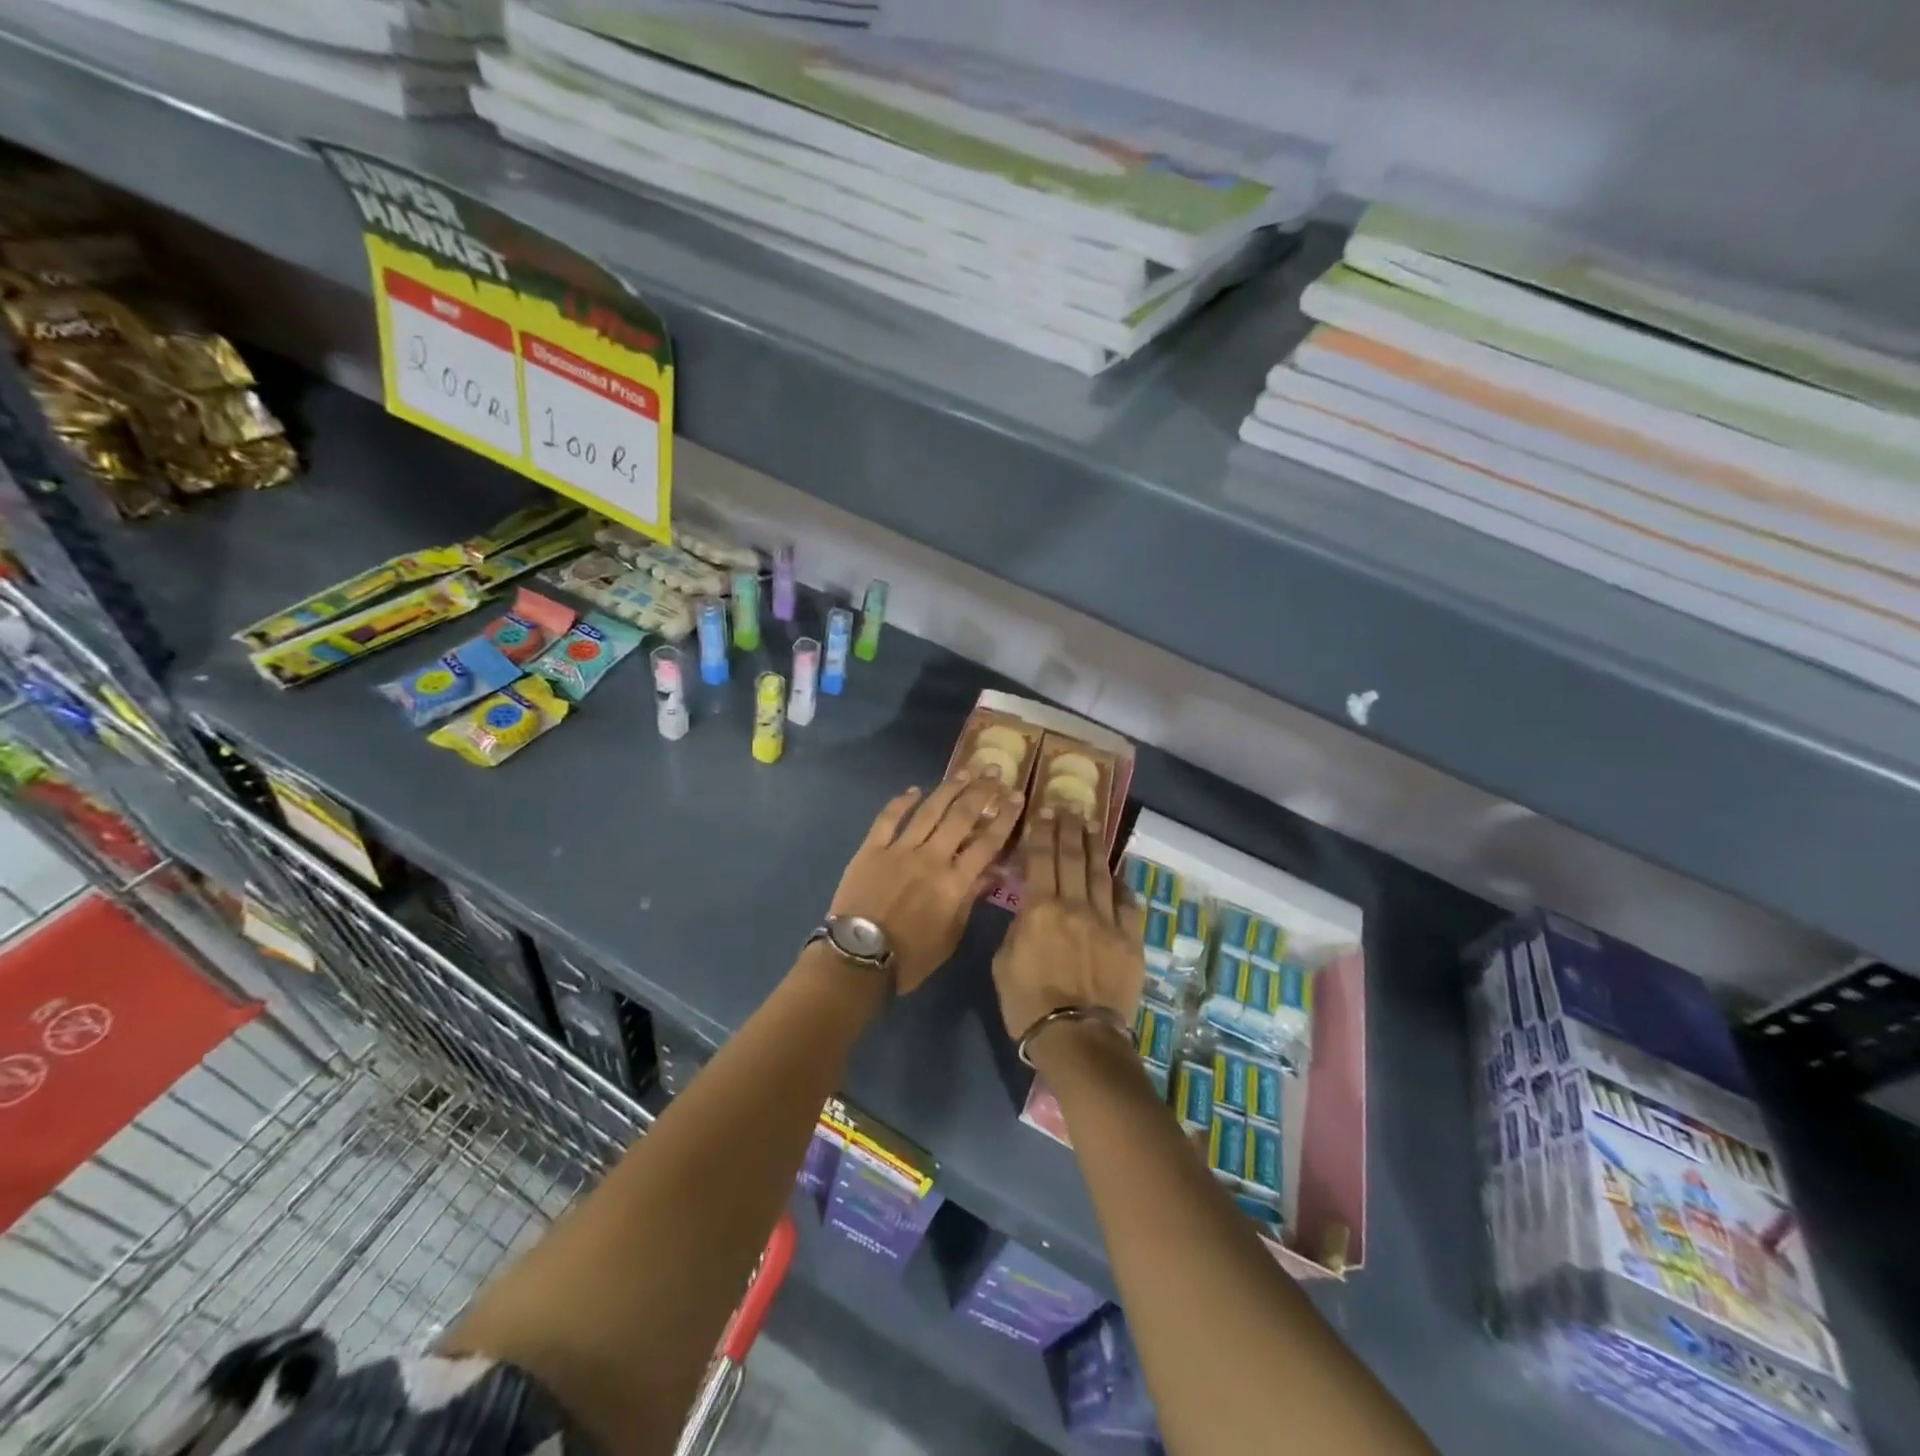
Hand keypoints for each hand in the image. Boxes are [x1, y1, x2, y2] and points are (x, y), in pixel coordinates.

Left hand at [830, 774, 1023, 992]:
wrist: (859, 959)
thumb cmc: (911, 957)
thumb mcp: (951, 936)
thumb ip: (970, 901)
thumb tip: (991, 873)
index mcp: (954, 882)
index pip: (988, 843)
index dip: (1005, 817)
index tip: (1018, 796)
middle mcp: (931, 858)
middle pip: (961, 817)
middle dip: (981, 791)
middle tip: (994, 770)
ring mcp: (900, 850)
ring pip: (929, 810)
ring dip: (949, 788)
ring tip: (965, 771)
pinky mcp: (872, 849)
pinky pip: (889, 818)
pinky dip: (902, 801)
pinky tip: (914, 789)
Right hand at [992, 809, 1145, 1042]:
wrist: (1078, 1037)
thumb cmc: (1028, 1003)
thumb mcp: (1003, 962)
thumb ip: (1018, 927)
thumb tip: (1029, 909)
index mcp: (1040, 908)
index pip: (1040, 858)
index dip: (1042, 831)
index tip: (1044, 810)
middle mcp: (1075, 905)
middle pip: (1072, 857)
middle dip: (1070, 828)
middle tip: (1070, 806)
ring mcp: (1107, 921)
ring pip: (1101, 873)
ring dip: (1096, 846)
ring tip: (1093, 825)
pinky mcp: (1130, 940)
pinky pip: (1128, 904)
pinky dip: (1122, 885)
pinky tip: (1118, 873)